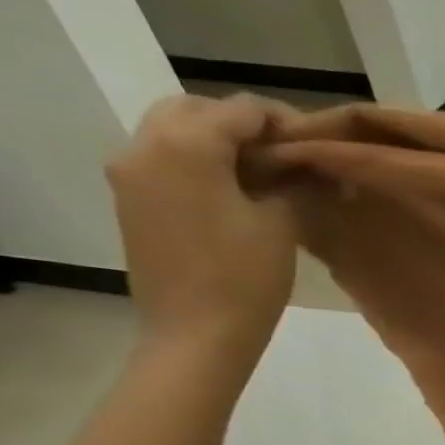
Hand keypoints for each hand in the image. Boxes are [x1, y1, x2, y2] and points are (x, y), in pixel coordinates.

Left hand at [107, 94, 298, 363]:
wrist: (196, 335)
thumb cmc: (245, 278)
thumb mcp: (282, 223)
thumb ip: (291, 181)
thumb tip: (308, 164)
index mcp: (187, 144)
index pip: (240, 109)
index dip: (282, 121)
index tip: (316, 144)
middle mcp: (146, 146)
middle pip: (195, 109)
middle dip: (241, 124)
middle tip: (284, 155)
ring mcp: (129, 173)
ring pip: (172, 131)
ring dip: (216, 141)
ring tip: (261, 175)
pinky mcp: (129, 200)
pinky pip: (162, 160)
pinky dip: (196, 162)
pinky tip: (232, 193)